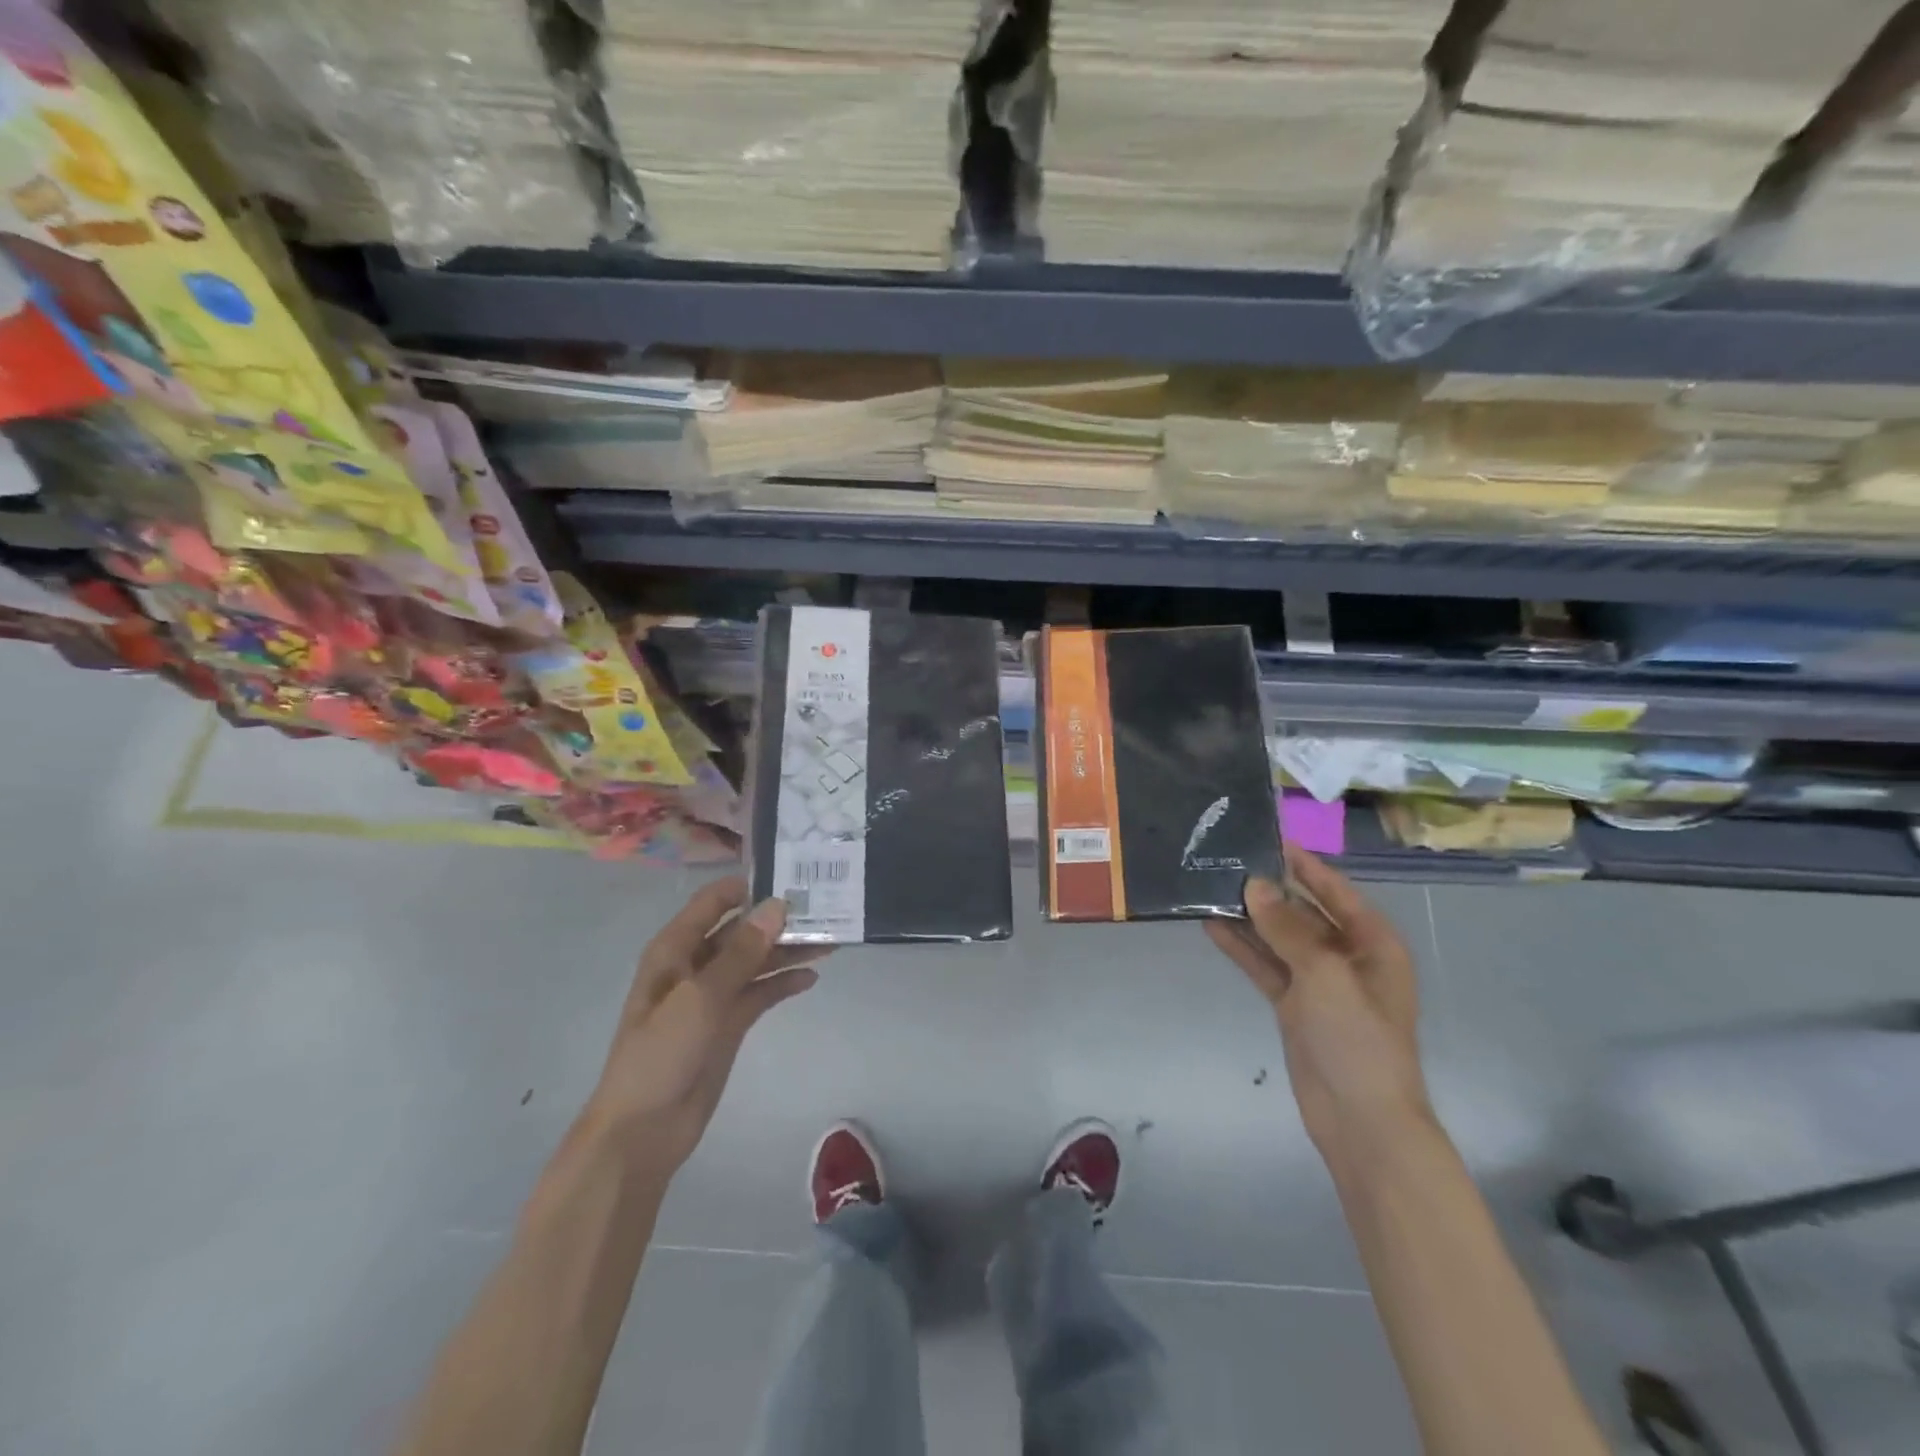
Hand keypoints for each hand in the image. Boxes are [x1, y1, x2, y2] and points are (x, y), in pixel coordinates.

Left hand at [585, 877, 823, 1172]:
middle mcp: (694, 965)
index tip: (790, 876)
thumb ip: (741, 952)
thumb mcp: (701, 997)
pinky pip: (760, 993)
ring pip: (755, 962)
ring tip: (829, 942)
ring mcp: (713, 996)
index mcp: (675, 950)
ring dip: (787, 952)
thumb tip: (777, 906)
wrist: (643, 1131)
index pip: (713, 903)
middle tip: (824, 909)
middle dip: (777, 921)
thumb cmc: (661, 1054)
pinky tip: (811, 978)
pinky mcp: (729, 1024)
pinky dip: (783, 983)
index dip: (747, 887)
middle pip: (741, 932)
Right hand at [1206, 846, 1432, 1163]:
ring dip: (1250, 917)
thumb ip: (1287, 927)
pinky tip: (1212, 927)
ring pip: (1279, 938)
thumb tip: (1254, 885)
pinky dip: (1243, 948)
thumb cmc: (1357, 1038)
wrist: (1361, 1119)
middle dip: (1269, 889)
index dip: (1304, 864)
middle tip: (1227, 860)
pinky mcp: (1294, 1005)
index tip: (1268, 837)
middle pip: (1304, 912)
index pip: (1335, 890)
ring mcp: (1319, 983)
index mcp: (1372, 943)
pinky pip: (1266, 966)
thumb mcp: (1324, 973)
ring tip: (1210, 887)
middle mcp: (1347, 956)